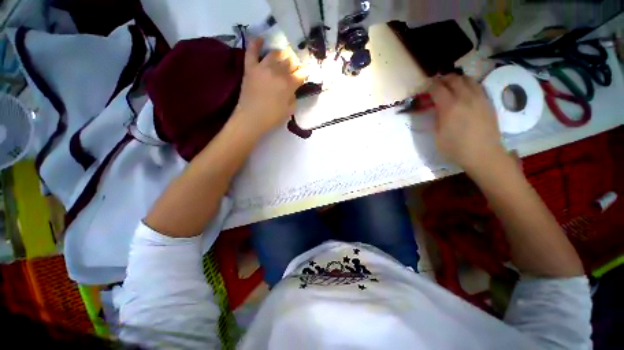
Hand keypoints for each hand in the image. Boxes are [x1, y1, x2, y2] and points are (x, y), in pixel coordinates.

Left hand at [233, 38, 306, 136]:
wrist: (251, 118)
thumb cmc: (272, 118)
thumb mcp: (289, 111)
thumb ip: (294, 97)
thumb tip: (293, 89)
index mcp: (288, 84)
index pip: (301, 73)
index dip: (304, 74)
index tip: (303, 76)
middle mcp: (277, 72)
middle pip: (290, 61)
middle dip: (294, 64)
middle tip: (293, 69)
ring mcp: (262, 67)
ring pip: (275, 54)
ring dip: (281, 55)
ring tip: (282, 59)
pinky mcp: (250, 68)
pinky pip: (252, 51)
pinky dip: (256, 44)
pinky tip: (261, 39)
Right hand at [430, 74, 508, 172]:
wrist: (483, 154)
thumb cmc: (455, 148)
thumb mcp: (437, 136)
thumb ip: (435, 119)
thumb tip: (435, 109)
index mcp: (449, 107)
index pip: (437, 88)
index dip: (429, 86)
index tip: (425, 88)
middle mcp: (465, 98)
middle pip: (453, 79)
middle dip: (443, 79)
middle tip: (436, 84)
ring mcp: (479, 98)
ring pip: (467, 79)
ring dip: (457, 80)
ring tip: (451, 85)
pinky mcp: (487, 102)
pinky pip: (477, 86)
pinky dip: (468, 85)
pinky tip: (465, 92)